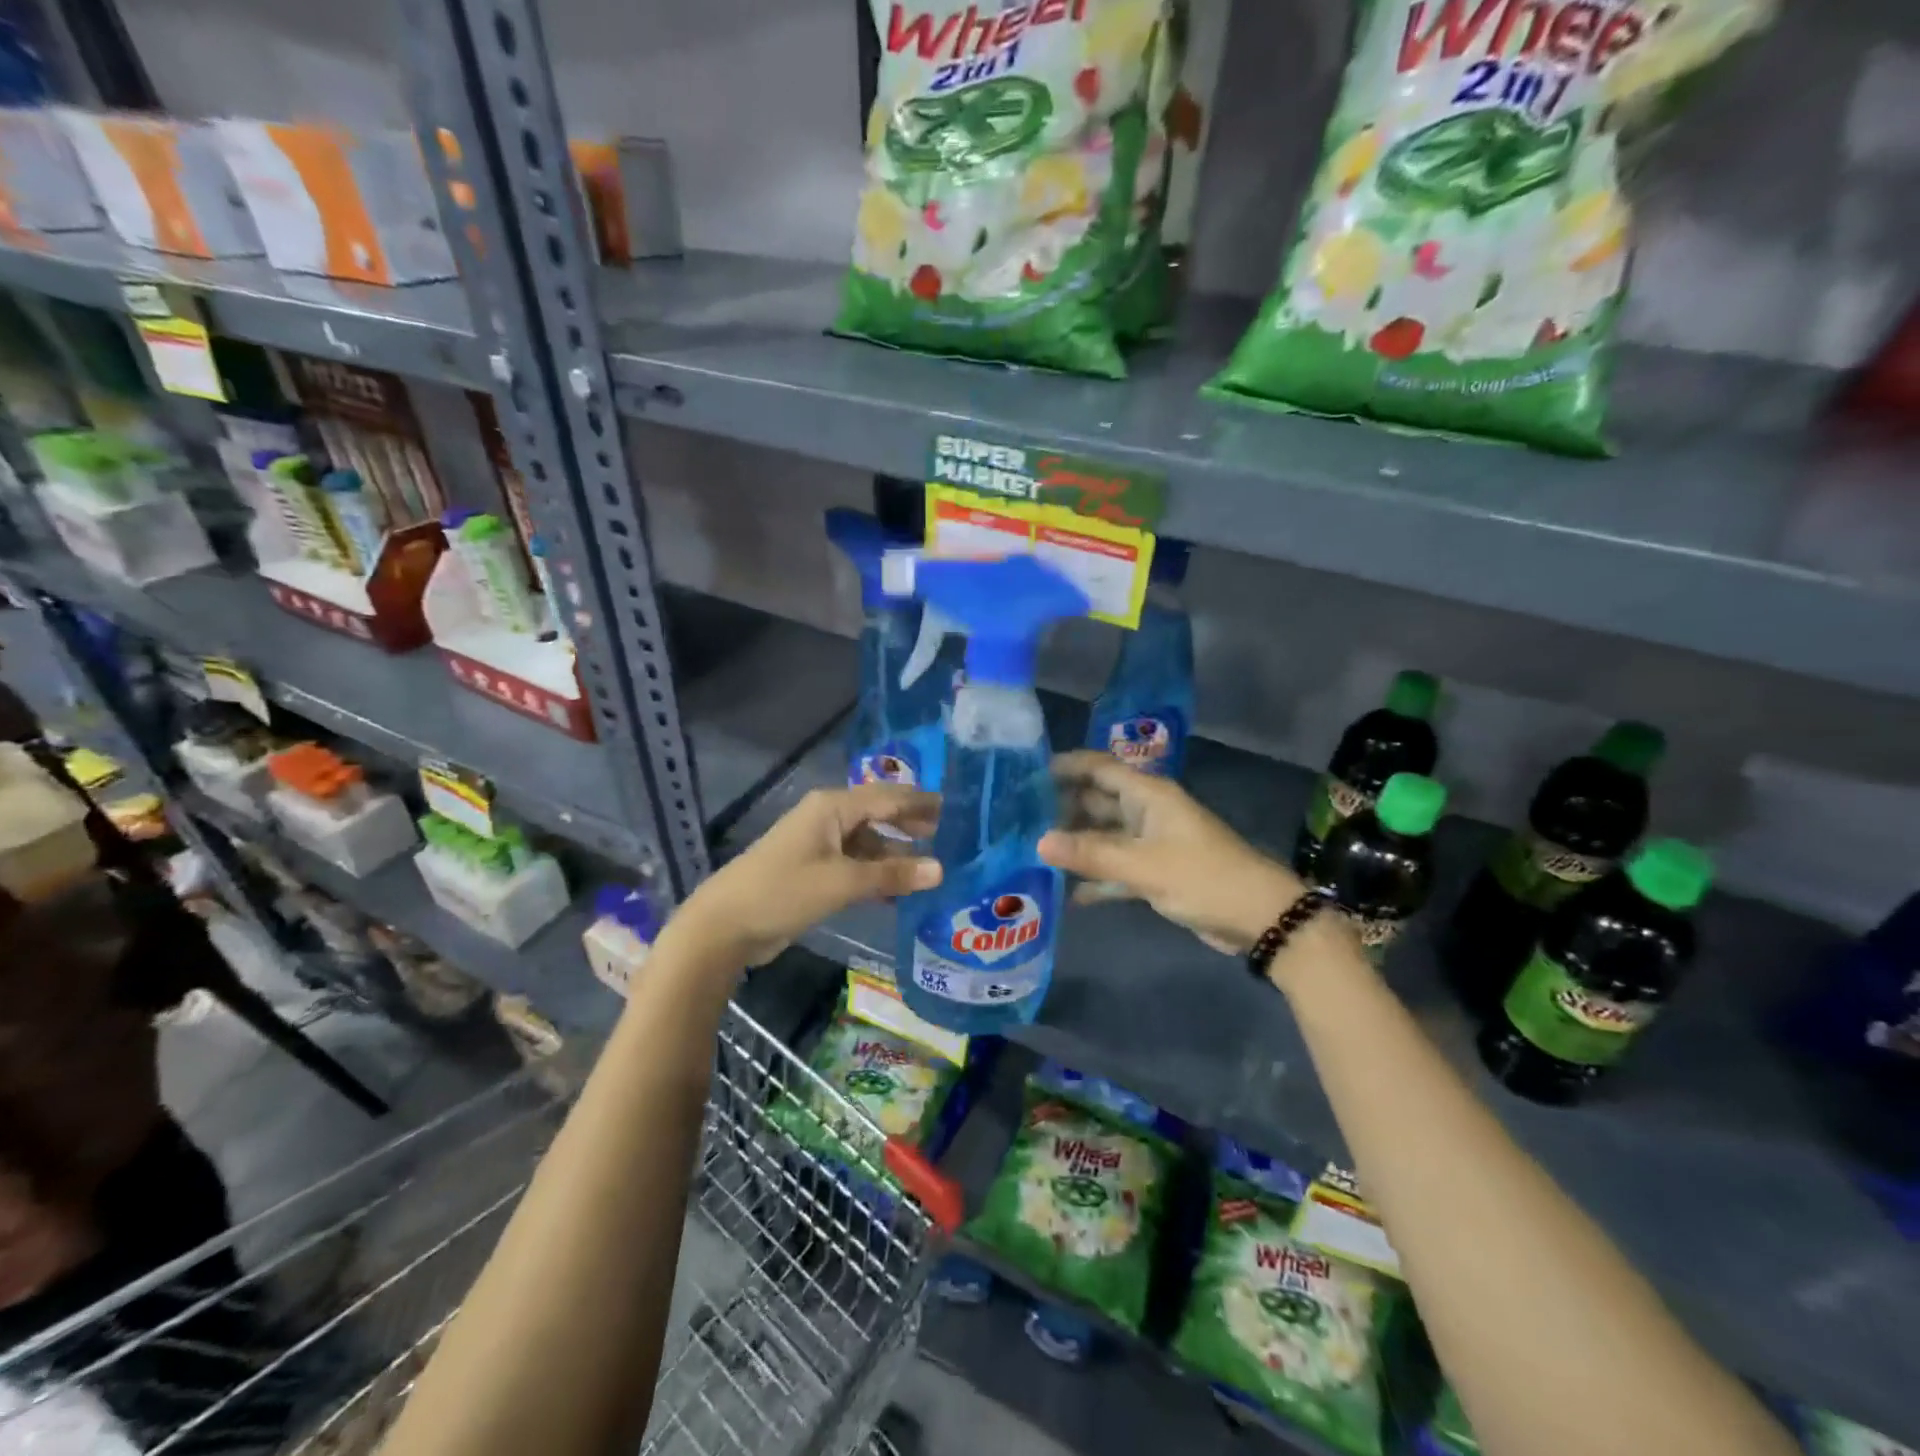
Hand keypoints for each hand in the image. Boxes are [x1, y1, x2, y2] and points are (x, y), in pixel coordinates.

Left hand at [674, 784, 941, 966]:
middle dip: (912, 824)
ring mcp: (819, 844)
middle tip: (952, 835)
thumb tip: (940, 869)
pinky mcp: (814, 869)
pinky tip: (901, 889)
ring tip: (934, 865)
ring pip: (868, 842)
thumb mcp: (842, 882)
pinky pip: (855, 864)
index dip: (922, 803)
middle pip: (879, 815)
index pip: (888, 797)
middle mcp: (828, 818)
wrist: (724, 925)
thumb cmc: (783, 892)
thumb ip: (891, 874)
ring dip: (896, 853)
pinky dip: (878, 872)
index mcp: (832, 807)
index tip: (958, 809)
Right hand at [1040, 750, 1303, 955]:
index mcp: (1148, 795)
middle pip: (1096, 801)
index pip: (1099, 768)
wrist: (1259, 918)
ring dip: (1074, 844)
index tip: (1025, 774)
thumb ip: (1091, 853)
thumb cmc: (1203, 877)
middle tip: (1017, 819)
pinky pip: (1115, 867)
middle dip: (1061, 808)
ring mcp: (1150, 843)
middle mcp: (1146, 812)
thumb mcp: (1144, 865)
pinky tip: (1064, 893)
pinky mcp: (1154, 872)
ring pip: (1103, 836)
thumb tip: (1039, 841)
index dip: (1066, 766)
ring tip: (1031, 852)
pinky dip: (1094, 877)